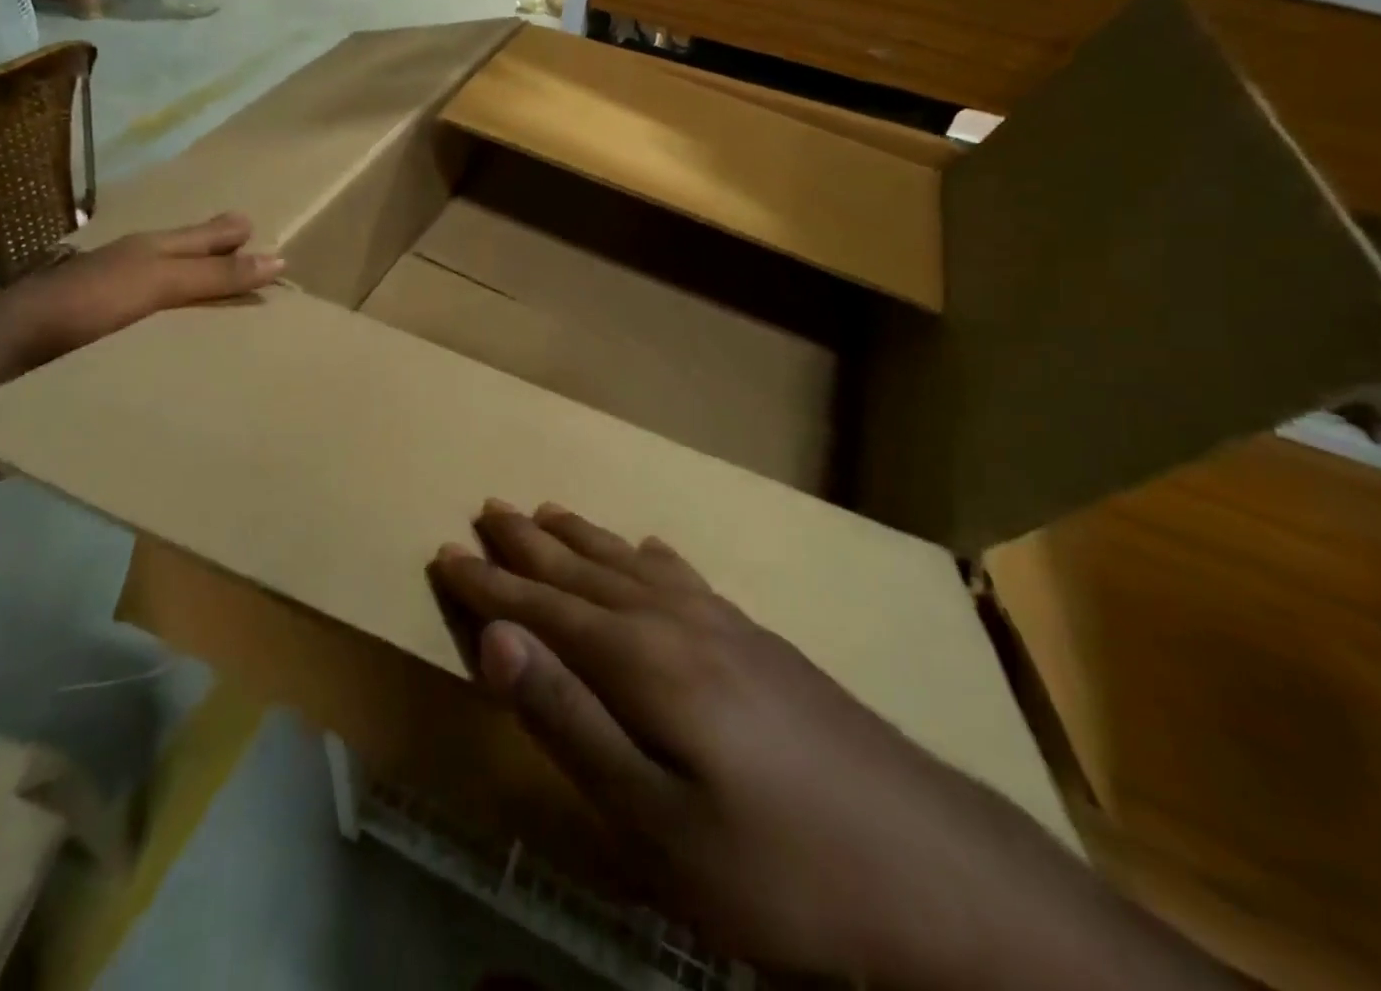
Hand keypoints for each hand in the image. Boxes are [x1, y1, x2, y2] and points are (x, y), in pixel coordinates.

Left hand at [0, 214, 281, 401]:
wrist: (2, 356)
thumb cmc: (86, 305)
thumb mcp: (158, 283)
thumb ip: (214, 275)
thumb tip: (281, 260)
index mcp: (144, 251)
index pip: (199, 236)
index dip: (227, 233)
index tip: (255, 227)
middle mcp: (126, 271)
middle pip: (179, 258)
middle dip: (211, 256)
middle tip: (245, 256)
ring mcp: (107, 306)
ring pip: (162, 293)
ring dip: (192, 296)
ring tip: (223, 306)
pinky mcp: (96, 342)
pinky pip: (148, 328)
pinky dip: (171, 329)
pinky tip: (180, 343)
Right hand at [430, 505, 1233, 990]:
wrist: (936, 873)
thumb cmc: (778, 868)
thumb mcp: (654, 821)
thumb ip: (570, 719)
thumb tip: (498, 638)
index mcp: (644, 661)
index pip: (543, 609)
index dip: (489, 585)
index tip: (444, 552)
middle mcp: (678, 622)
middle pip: (585, 572)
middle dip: (528, 545)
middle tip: (488, 508)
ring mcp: (727, 627)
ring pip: (633, 565)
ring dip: (585, 540)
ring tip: (548, 512)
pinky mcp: (761, 643)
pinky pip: (688, 579)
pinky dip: (655, 558)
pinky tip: (653, 549)